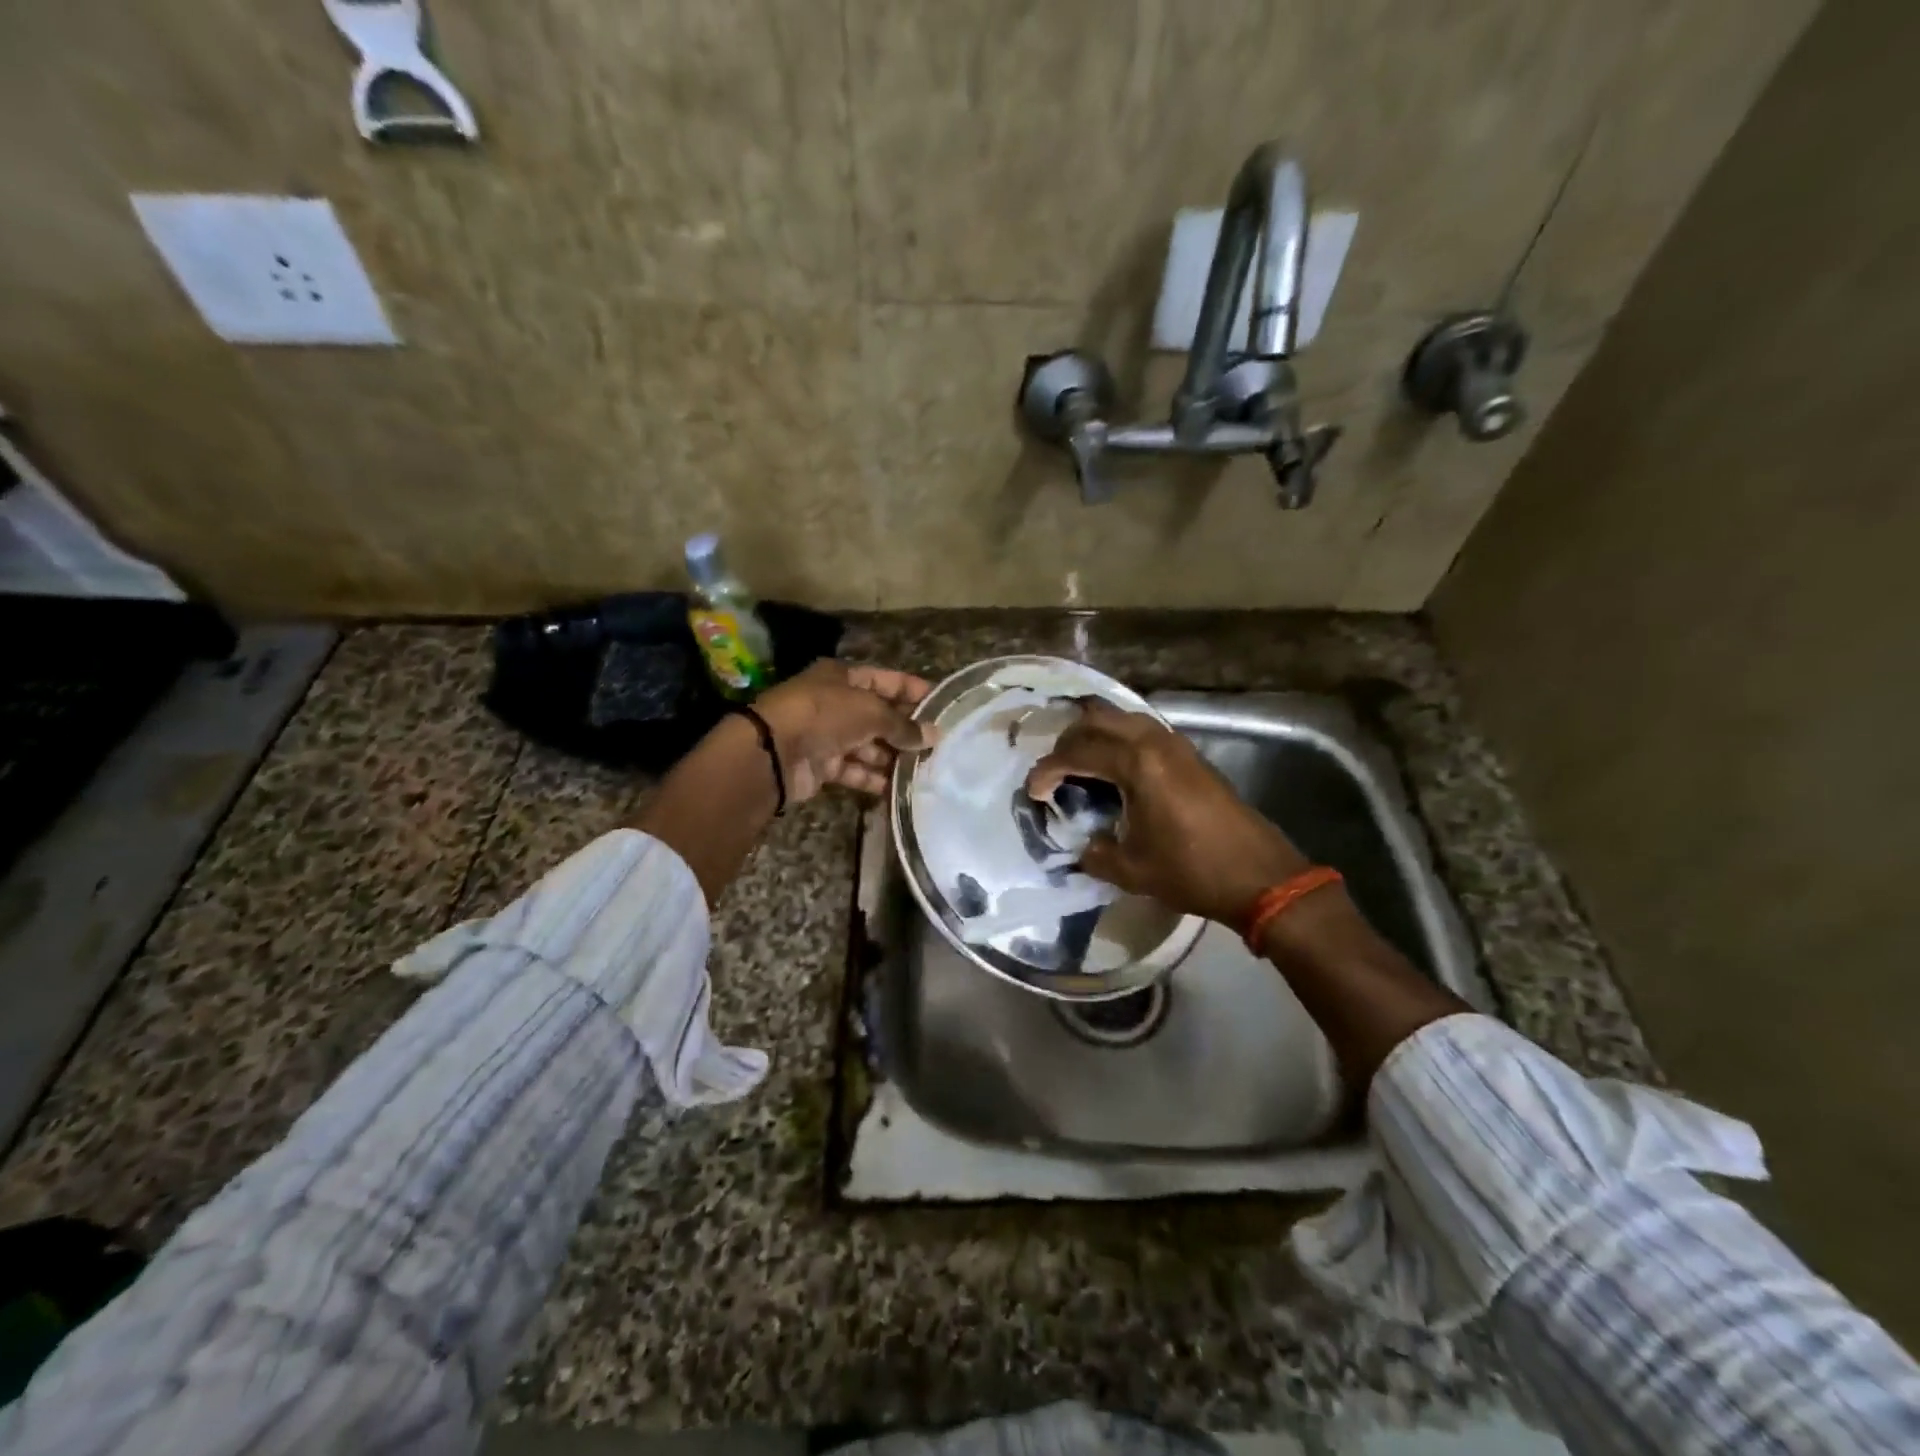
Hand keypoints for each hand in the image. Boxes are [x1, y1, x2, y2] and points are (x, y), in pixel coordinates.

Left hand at [753, 660, 932, 800]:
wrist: (773, 752)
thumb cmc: (825, 715)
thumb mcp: (870, 711)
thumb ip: (903, 725)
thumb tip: (934, 736)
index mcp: (843, 677)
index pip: (886, 680)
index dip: (913, 691)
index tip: (942, 706)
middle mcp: (836, 703)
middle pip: (878, 715)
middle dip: (906, 729)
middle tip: (939, 745)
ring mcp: (827, 735)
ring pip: (868, 745)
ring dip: (893, 757)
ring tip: (925, 769)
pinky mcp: (822, 765)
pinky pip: (855, 770)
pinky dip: (874, 778)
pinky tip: (900, 787)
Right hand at [1026, 699, 1308, 926]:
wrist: (1259, 875)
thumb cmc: (1191, 871)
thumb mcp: (1131, 870)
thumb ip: (1094, 853)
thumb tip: (1081, 844)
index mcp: (1136, 764)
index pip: (1077, 753)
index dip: (1047, 770)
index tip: (1032, 793)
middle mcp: (1154, 742)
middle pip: (1096, 719)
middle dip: (1067, 741)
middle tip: (1054, 771)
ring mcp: (1176, 743)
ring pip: (1122, 718)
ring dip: (1095, 735)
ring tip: (1080, 765)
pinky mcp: (1190, 754)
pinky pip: (1142, 730)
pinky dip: (1119, 740)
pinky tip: (1114, 769)